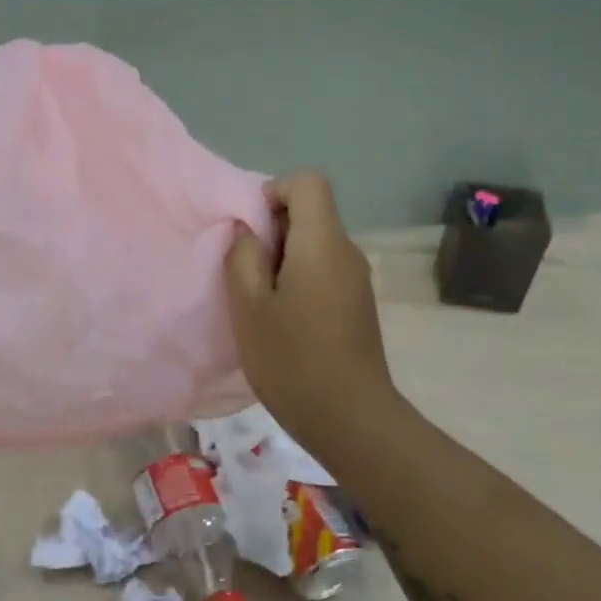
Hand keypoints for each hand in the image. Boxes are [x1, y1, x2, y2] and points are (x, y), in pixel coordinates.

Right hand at [224, 173, 402, 459]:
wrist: (350, 418)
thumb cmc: (292, 359)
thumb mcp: (249, 306)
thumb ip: (243, 257)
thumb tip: (248, 231)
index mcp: (322, 243)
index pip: (308, 182)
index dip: (274, 192)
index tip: (250, 230)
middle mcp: (347, 252)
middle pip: (311, 213)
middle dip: (272, 230)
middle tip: (245, 271)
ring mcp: (357, 279)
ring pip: (316, 244)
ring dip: (282, 259)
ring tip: (259, 300)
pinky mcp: (357, 304)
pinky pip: (324, 270)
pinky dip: (298, 279)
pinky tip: (282, 319)